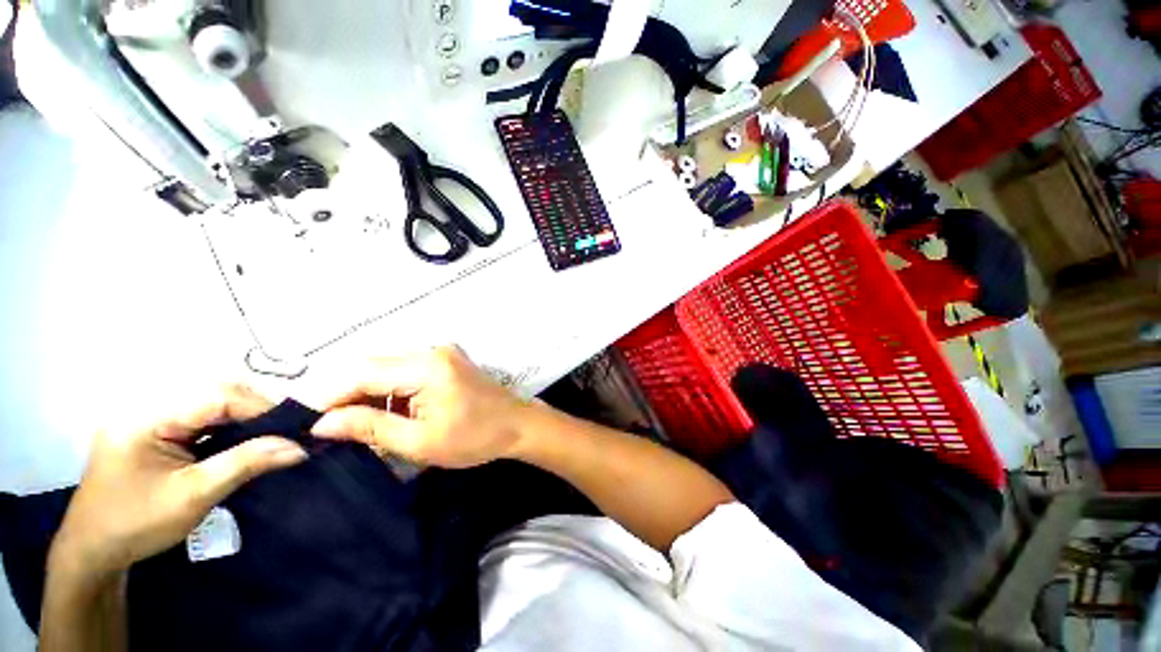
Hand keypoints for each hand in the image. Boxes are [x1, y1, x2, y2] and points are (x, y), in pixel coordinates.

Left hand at [50, 385, 307, 581]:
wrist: (94, 550)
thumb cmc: (136, 524)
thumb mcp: (193, 496)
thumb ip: (244, 464)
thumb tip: (298, 447)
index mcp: (146, 416)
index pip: (216, 395)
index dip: (261, 407)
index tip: (295, 426)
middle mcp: (147, 404)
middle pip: (215, 390)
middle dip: (256, 407)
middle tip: (286, 429)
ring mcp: (150, 414)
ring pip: (211, 399)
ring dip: (245, 414)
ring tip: (271, 433)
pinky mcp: (155, 427)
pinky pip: (201, 414)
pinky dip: (229, 423)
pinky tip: (244, 437)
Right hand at [311, 346, 528, 468]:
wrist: (518, 425)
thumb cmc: (475, 438)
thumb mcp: (420, 442)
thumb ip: (371, 428)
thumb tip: (323, 424)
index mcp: (426, 366)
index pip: (362, 372)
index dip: (329, 396)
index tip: (307, 424)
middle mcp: (431, 350)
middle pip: (373, 367)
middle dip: (347, 396)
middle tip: (330, 430)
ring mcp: (441, 353)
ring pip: (387, 369)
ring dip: (369, 395)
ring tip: (359, 427)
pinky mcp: (446, 361)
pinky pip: (406, 371)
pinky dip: (391, 392)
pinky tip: (388, 415)